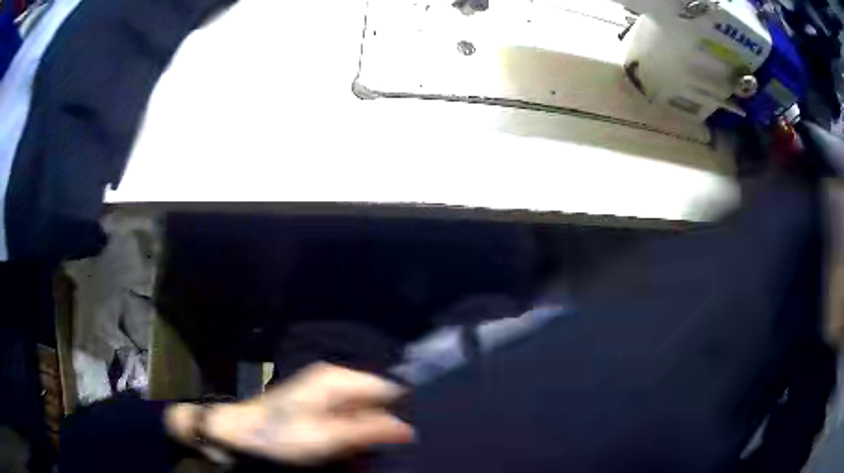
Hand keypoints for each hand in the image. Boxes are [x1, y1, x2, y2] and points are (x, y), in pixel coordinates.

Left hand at [170, 363, 413, 464]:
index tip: (420, 430)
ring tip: (390, 445)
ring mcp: (327, 391)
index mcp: (338, 379)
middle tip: (405, 443)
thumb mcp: (328, 437)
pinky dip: (362, 427)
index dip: (406, 408)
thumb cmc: (282, 435)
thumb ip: (370, 430)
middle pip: (378, 396)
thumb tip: (409, 428)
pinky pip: (353, 414)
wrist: (243, 434)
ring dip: (378, 425)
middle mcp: (335, 379)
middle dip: (393, 417)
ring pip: (367, 406)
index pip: (388, 387)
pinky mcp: (321, 404)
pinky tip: (366, 443)